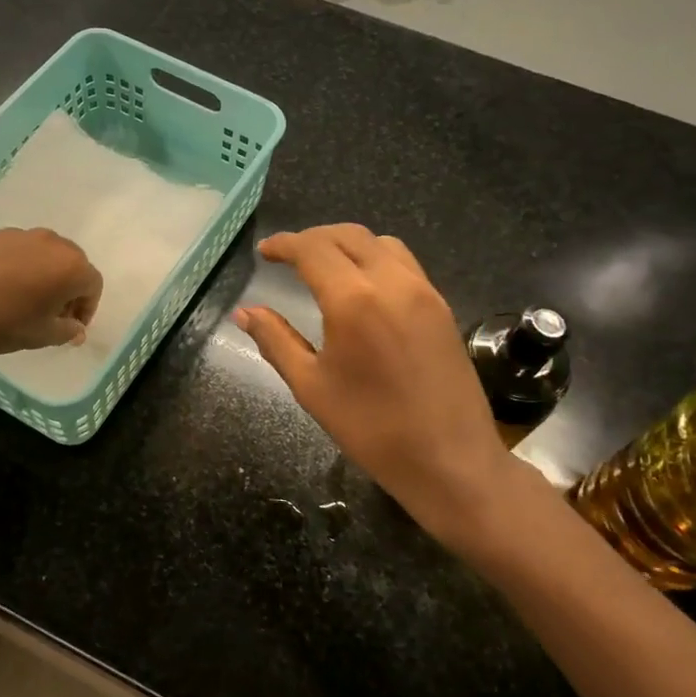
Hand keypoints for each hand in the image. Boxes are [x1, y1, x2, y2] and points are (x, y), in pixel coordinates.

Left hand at [0, 227, 102, 365]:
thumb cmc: (4, 324)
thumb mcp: (44, 335)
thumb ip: (68, 330)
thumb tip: (75, 328)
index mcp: (71, 266)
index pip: (93, 284)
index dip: (87, 308)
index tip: (73, 326)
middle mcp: (52, 243)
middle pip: (72, 263)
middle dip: (69, 288)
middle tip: (54, 314)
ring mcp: (21, 235)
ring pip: (45, 254)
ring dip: (45, 275)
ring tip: (27, 300)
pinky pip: (20, 250)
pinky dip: (22, 267)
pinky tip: (3, 288)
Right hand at [235, 224, 524, 541]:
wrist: (450, 460)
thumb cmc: (372, 429)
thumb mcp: (312, 387)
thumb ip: (276, 341)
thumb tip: (245, 312)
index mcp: (354, 300)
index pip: (313, 249)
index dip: (284, 244)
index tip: (265, 251)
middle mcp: (392, 281)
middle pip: (348, 235)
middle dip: (313, 238)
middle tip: (288, 255)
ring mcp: (424, 291)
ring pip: (381, 243)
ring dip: (347, 243)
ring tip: (325, 265)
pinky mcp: (442, 306)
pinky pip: (404, 263)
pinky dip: (375, 258)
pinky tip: (363, 286)